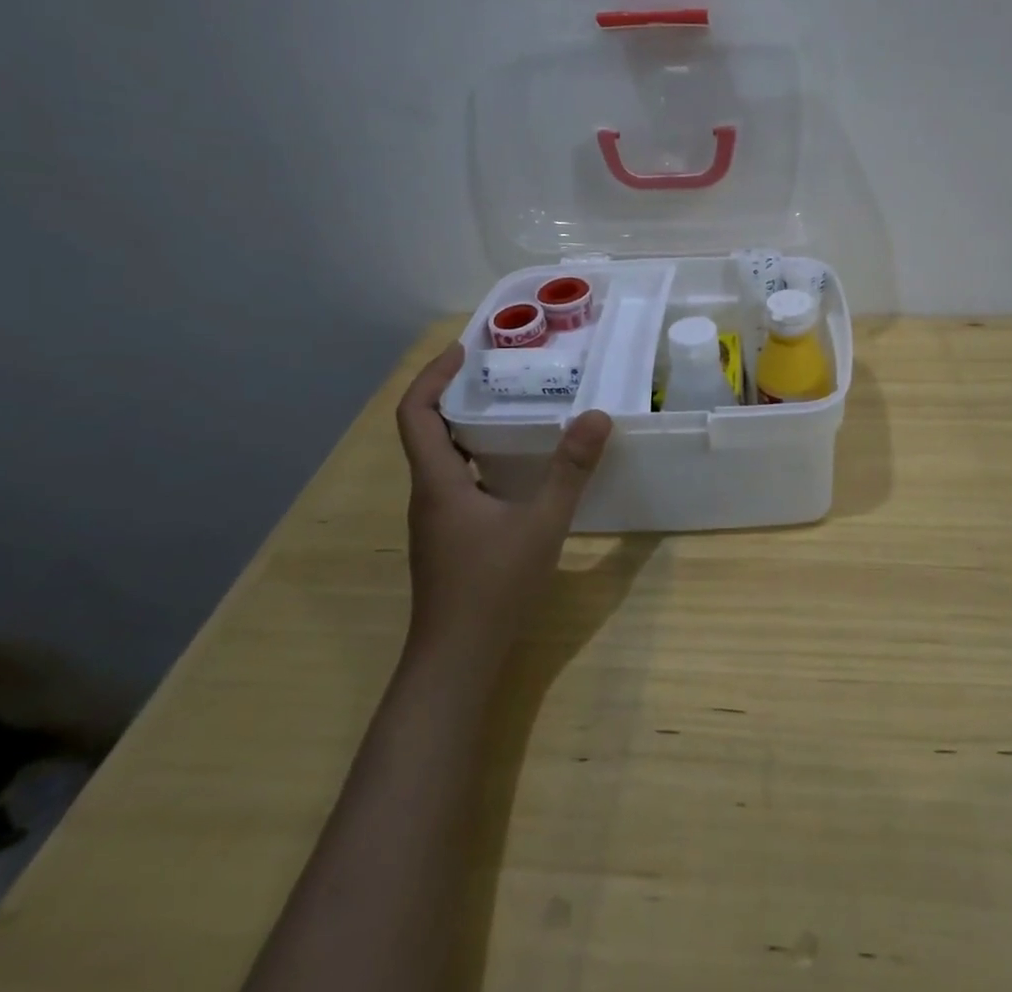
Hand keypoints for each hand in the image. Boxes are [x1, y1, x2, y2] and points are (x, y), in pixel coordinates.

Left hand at [393, 342, 612, 673]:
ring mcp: (435, 519)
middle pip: (427, 429)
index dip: (432, 375)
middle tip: (500, 371)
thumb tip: (596, 416)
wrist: (455, 662)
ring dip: (468, 425)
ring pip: (442, 457)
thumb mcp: (541, 525)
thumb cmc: (492, 588)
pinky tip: (517, 466)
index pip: (415, 413)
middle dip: (456, 393)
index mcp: (438, 481)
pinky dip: (478, 457)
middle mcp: (428, 494)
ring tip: (513, 407)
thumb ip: (570, 471)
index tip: (464, 349)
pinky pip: (456, 480)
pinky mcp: (447, 538)